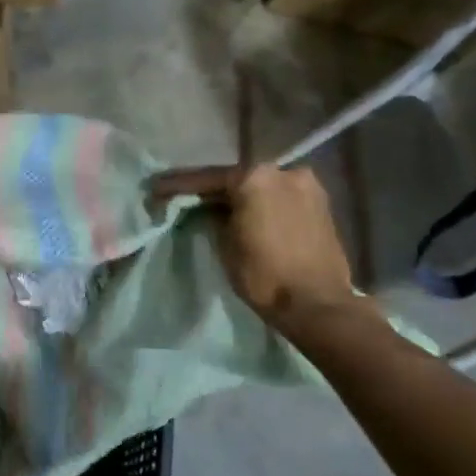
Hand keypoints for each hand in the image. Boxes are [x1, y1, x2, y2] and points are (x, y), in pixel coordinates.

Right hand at [152, 163, 361, 330]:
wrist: (317, 304)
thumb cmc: (264, 275)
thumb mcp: (224, 245)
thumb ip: (214, 217)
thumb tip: (211, 209)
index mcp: (255, 177)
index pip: (207, 178)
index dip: (177, 185)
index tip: (155, 189)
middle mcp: (283, 171)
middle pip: (236, 177)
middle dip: (210, 188)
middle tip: (182, 197)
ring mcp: (305, 185)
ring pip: (260, 185)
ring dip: (238, 195)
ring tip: (213, 205)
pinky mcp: (320, 203)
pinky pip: (279, 196)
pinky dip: (260, 202)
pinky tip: (245, 212)